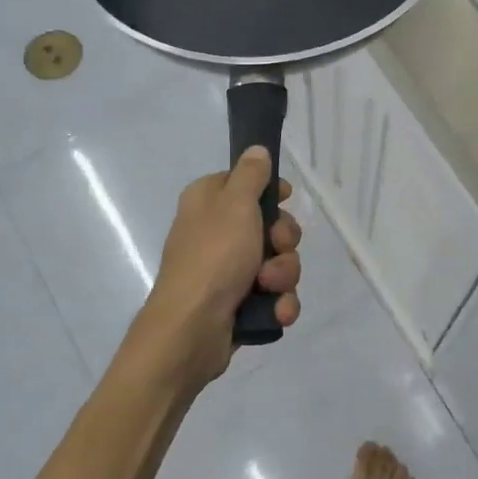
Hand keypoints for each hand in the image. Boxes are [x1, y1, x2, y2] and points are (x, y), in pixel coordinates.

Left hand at [126, 147, 301, 389]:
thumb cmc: (213, 257)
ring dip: (283, 275)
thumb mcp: (235, 204)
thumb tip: (256, 149)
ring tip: (269, 288)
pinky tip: (275, 311)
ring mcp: (227, 271)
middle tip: (275, 248)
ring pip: (277, 263)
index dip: (270, 193)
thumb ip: (250, 175)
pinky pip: (273, 296)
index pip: (246, 184)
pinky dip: (278, 303)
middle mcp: (216, 233)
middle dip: (283, 242)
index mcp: (208, 202)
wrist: (192, 328)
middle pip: (271, 226)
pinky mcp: (238, 303)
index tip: (284, 200)